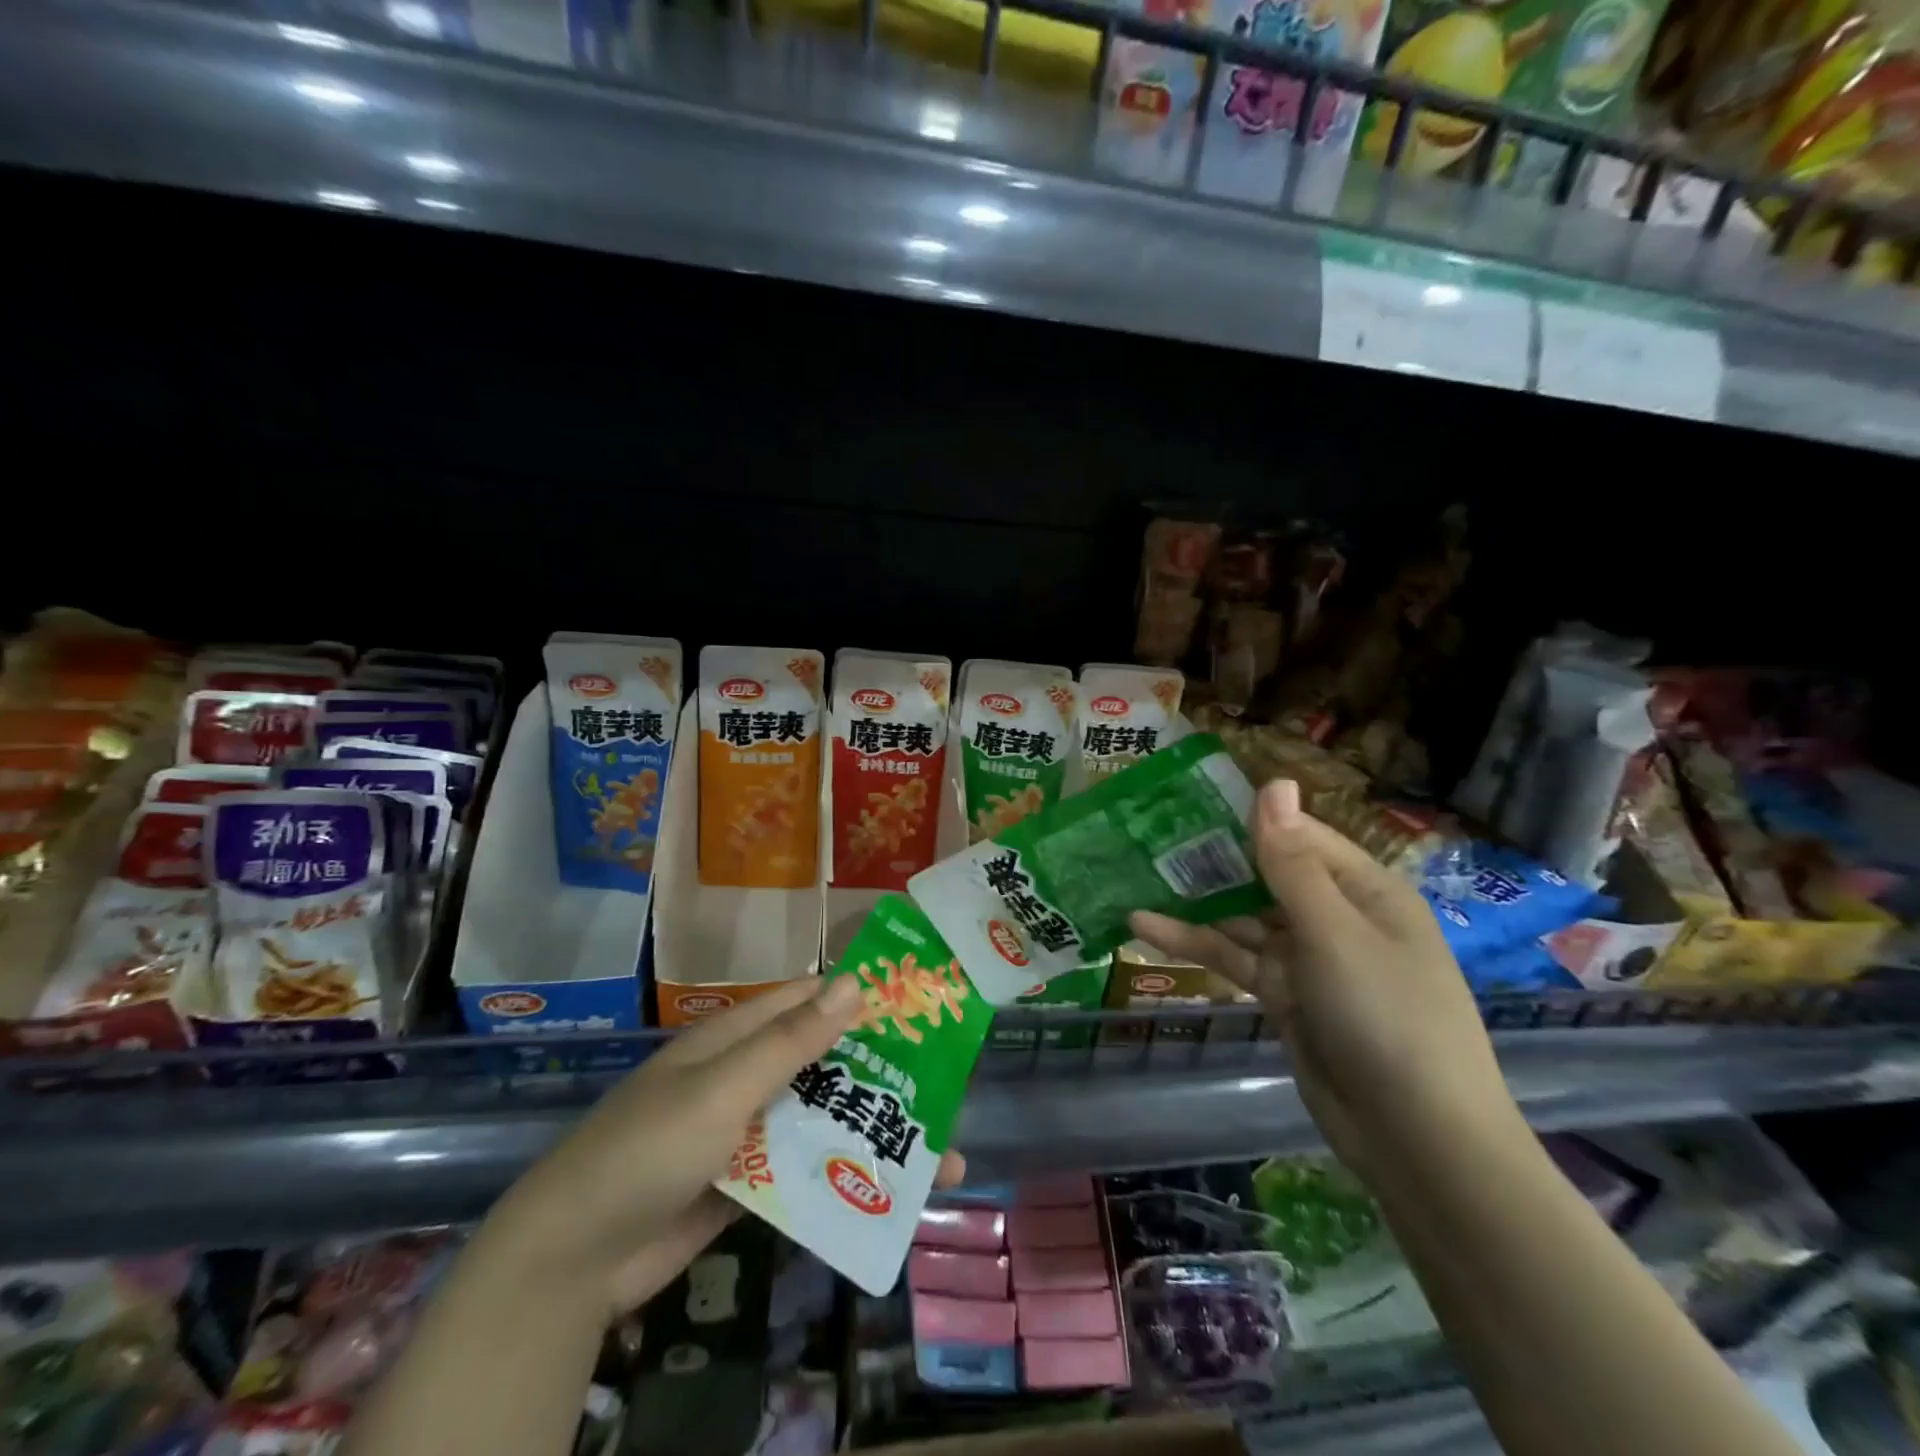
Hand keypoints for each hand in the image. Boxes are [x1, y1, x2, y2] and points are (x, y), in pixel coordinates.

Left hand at [487, 976, 964, 1316]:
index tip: (918, 1003)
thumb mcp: (722, 1088)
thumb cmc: (648, 1150)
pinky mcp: (748, 1185)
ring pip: (821, 1120)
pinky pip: (805, 1170)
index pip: (808, 1001)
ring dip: (871, 1131)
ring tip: (941, 1154)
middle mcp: (745, 1077)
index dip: (860, 997)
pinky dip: (843, 1175)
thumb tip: (855, 982)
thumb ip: (790, 1042)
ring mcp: (747, 1134)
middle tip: (948, 1086)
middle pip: (824, 1064)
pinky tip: (890, 1192)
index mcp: (736, 1039)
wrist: (573, 1261)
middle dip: (881, 1073)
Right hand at [1130, 779, 1520, 1176]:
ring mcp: (1308, 958)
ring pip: (1241, 917)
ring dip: (1193, 903)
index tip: (1184, 800)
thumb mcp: (1334, 933)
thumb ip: (1291, 863)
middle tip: (1144, 836)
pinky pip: (1235, 958)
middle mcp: (1335, 915)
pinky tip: (1145, 927)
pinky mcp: (1284, 994)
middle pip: (1264, 874)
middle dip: (1210, 859)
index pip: (1296, 835)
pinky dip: (1195, 943)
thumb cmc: (1387, 1016)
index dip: (1244, 817)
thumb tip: (1275, 782)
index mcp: (1364, 889)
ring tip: (1132, 877)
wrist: (1417, 1139)